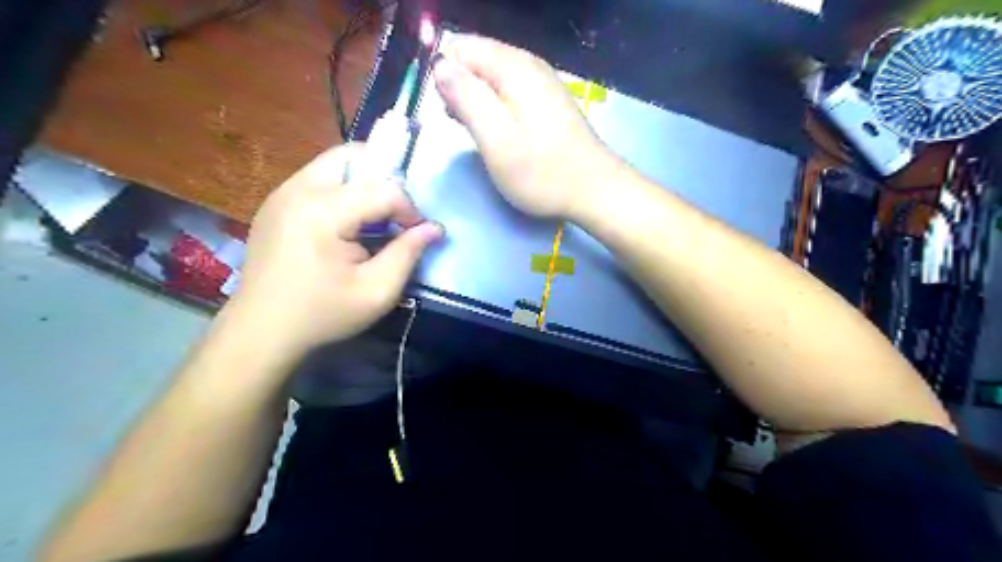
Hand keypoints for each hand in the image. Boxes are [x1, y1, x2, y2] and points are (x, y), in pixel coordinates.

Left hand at [231, 142, 440, 356]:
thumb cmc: (323, 314)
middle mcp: (298, 190)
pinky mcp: (275, 203)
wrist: (260, 331)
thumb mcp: (377, 291)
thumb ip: (408, 253)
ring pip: (333, 163)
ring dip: (362, 183)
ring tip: (374, 218)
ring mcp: (281, 193)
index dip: (409, 209)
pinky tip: (346, 225)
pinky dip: (341, 191)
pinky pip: (317, 179)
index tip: (415, 235)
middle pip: (352, 156)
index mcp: (323, 212)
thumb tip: (434, 228)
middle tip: (396, 212)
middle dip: (384, 178)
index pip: (383, 188)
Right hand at [435, 35, 614, 219]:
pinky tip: (499, 135)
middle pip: (477, 60)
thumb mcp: (495, 139)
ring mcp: (542, 84)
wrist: (594, 191)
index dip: (446, 76)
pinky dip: (496, 110)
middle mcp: (529, 65)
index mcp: (513, 67)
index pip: (460, 47)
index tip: (450, 111)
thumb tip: (441, 68)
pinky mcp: (548, 103)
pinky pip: (509, 93)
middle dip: (461, 90)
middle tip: (465, 128)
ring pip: (492, 79)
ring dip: (477, 103)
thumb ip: (466, 98)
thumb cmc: (541, 171)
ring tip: (480, 135)